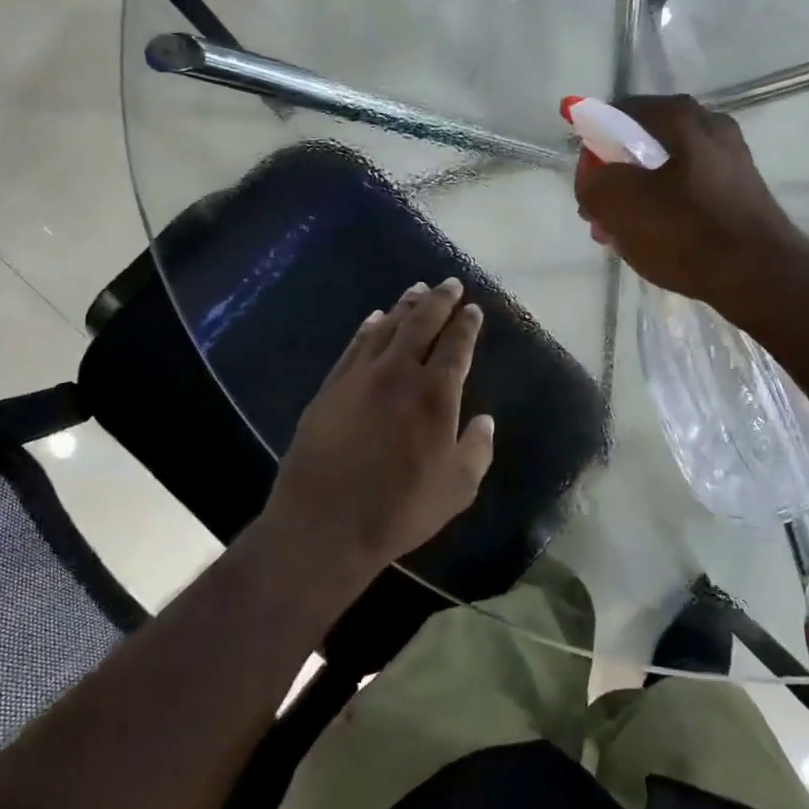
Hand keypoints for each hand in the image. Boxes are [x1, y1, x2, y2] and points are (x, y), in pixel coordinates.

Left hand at [262, 278, 494, 579]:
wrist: (323, 524)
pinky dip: (369, 327)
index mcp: (435, 394)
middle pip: (421, 323)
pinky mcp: (331, 387)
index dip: (467, 324)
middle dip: (439, 300)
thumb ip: (477, 449)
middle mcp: (398, 373)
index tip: (473, 309)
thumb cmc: (398, 509)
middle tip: (450, 284)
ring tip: (417, 289)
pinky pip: (354, 346)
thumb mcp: (456, 489)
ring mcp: (360, 376)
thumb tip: (485, 420)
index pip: (456, 346)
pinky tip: (375, 318)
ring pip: (387, 327)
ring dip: (405, 305)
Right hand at [575, 94, 808, 308]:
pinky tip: (654, 241)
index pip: (619, 113)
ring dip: (637, 198)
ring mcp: (730, 160)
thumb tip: (594, 181)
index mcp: (681, 117)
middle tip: (598, 213)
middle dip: (615, 177)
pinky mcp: (740, 193)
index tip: (585, 182)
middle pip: (644, 144)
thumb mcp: (620, 205)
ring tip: (620, 235)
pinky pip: (688, 192)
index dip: (593, 144)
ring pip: (666, 172)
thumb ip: (593, 183)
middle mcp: (710, 127)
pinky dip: (665, 210)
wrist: (760, 276)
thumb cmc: (687, 232)